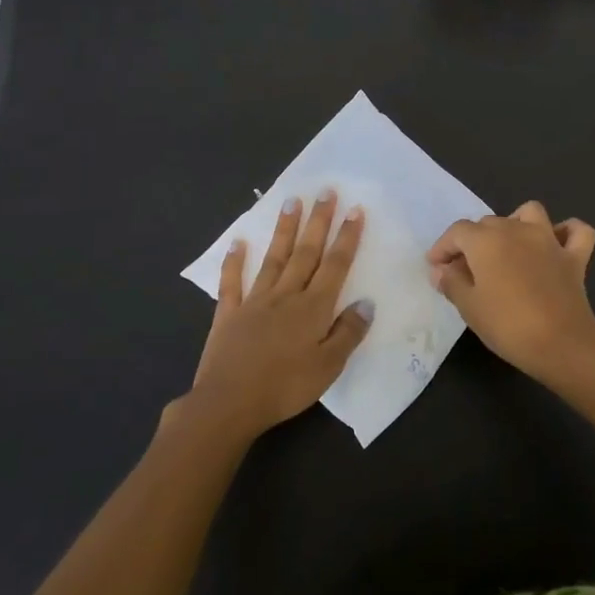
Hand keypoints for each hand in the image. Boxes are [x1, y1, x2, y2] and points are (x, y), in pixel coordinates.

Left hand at [189, 191, 372, 438]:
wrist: (229, 403)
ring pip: (274, 258)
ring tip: (291, 201)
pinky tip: (238, 242)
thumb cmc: (285, 388)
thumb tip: (366, 303)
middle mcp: (286, 295)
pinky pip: (232, 282)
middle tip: (325, 191)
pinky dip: (235, 261)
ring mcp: (254, 301)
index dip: (346, 237)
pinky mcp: (228, 314)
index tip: (354, 210)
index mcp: (313, 308)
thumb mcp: (329, 367)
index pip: (335, 265)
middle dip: (318, 221)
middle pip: (306, 252)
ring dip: (284, 229)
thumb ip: (348, 333)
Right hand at [427, 200, 594, 385]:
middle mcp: (517, 229)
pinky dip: (566, 232)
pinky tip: (556, 244)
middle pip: (489, 223)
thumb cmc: (508, 325)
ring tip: (508, 246)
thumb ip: (452, 283)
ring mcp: (549, 240)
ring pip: (530, 213)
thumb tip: (441, 270)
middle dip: (473, 241)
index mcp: (487, 240)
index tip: (436, 267)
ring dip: (516, 222)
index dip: (443, 247)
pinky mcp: (574, 257)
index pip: (457, 232)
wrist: (561, 344)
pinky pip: (576, 232)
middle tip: (465, 269)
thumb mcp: (469, 308)